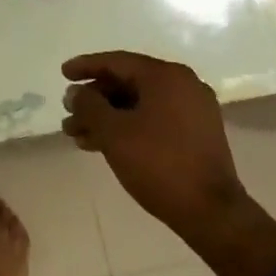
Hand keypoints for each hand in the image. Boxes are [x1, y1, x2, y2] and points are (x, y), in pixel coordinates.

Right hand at [61, 50, 275, 275]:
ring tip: (78, 136)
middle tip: (69, 114)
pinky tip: (104, 145)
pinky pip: (154, 119)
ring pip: (138, 104)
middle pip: (127, 83)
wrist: (212, 213)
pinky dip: (128, 127)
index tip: (63, 74)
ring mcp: (194, 110)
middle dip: (94, 99)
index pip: (116, 62)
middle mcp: (183, 85)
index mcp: (166, 76)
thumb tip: (76, 93)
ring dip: (107, 117)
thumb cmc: (158, 164)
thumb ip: (89, 105)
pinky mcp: (197, 134)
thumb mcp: (113, 132)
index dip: (86, 66)